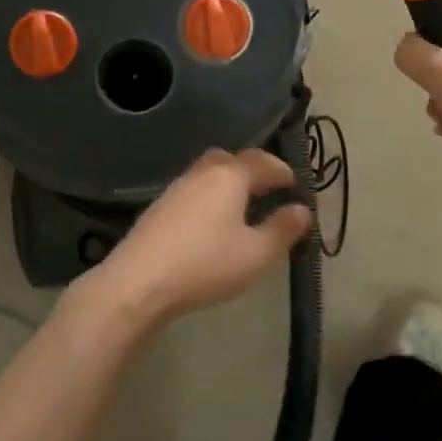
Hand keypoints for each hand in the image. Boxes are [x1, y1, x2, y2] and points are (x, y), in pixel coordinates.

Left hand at [91, 149, 310, 324]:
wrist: (139, 281)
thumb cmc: (206, 264)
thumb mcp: (256, 254)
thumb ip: (282, 230)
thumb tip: (302, 210)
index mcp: (230, 176)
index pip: (262, 161)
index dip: (282, 170)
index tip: (295, 184)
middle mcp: (202, 173)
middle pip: (231, 160)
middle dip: (252, 170)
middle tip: (268, 190)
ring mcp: (176, 188)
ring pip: (209, 174)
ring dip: (228, 184)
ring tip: (242, 208)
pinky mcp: (159, 207)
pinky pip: (193, 191)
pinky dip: (209, 197)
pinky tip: (211, 223)